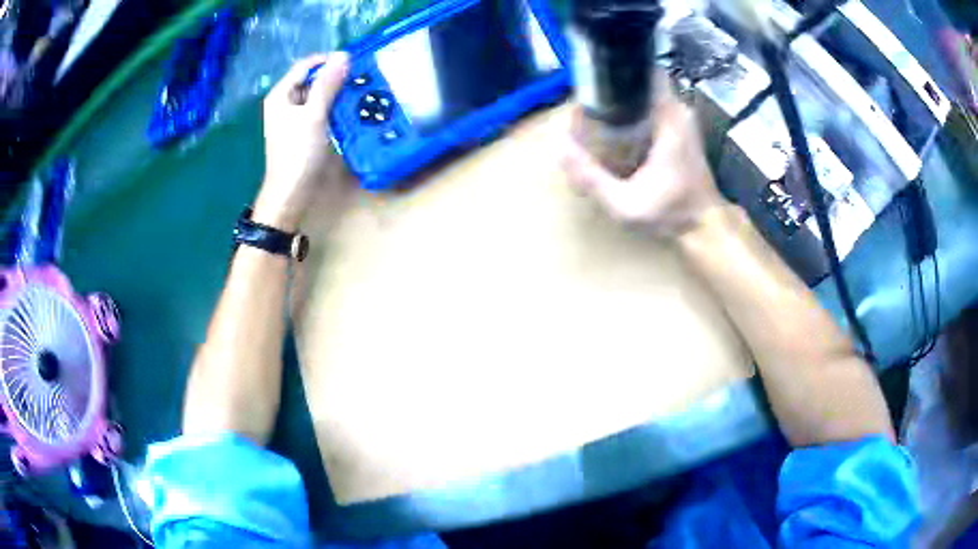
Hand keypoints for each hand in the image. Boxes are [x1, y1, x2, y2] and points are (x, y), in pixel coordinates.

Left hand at [255, 53, 349, 231]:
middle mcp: (284, 102)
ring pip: (316, 95)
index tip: (353, 62)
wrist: (290, 192)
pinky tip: (348, 109)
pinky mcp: (301, 130)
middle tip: (359, 78)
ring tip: (358, 91)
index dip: (327, 60)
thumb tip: (344, 55)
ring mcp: (292, 117)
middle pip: (311, 79)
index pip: (305, 66)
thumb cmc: (298, 152)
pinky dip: (332, 107)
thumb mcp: (314, 115)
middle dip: (334, 76)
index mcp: (280, 94)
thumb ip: (328, 84)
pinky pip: (318, 110)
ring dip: (335, 92)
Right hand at [561, 75, 727, 239]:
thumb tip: (559, 147)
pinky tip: (617, 127)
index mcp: (669, 119)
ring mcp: (683, 119)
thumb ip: (591, 177)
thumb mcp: (625, 203)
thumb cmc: (671, 214)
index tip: (594, 79)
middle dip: (615, 87)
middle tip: (588, 102)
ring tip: (598, 112)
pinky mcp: (683, 129)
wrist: (707, 227)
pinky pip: (655, 106)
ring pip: (649, 93)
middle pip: (643, 81)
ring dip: (625, 99)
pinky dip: (636, 110)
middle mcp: (679, 111)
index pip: (646, 72)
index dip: (619, 71)